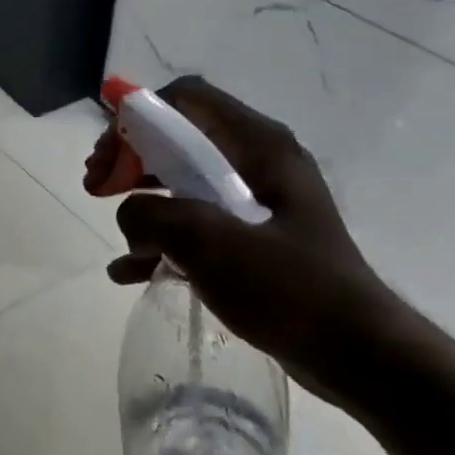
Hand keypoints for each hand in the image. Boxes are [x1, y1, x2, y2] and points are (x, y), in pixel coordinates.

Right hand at [84, 76, 405, 405]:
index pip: (186, 99)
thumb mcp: (211, 244)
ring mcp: (256, 202)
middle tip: (96, 187)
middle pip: (178, 138)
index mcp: (258, 146)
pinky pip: (195, 224)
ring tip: (116, 232)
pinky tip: (129, 272)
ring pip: (182, 181)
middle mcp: (257, 163)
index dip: (136, 117)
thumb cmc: (290, 288)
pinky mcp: (253, 240)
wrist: (357, 355)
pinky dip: (161, 240)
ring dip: (142, 201)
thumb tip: (130, 215)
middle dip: (130, 159)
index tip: (107, 159)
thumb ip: (153, 217)